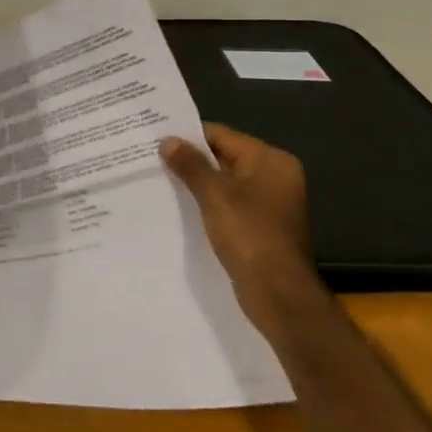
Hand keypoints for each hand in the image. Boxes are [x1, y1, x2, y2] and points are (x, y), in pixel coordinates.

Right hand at [160, 122, 319, 333]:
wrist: (279, 295)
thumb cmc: (249, 235)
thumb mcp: (214, 195)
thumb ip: (190, 164)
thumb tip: (167, 140)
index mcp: (271, 161)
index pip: (222, 136)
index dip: (188, 137)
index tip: (155, 139)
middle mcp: (275, 176)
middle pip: (224, 157)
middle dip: (190, 160)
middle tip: (151, 159)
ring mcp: (270, 203)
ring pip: (224, 183)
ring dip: (197, 183)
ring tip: (159, 181)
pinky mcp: (262, 227)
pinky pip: (229, 204)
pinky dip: (207, 204)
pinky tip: (180, 207)